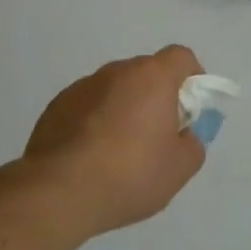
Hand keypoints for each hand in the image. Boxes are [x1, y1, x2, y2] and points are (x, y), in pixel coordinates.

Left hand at [22, 44, 206, 236]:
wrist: (58, 192)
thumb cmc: (129, 174)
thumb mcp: (179, 169)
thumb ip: (193, 144)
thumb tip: (184, 134)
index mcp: (152, 77)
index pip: (180, 57)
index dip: (191, 77)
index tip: (190, 107)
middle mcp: (118, 71)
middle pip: (147, 73)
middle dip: (156, 96)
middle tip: (156, 135)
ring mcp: (84, 86)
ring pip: (115, 89)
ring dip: (123, 109)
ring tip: (118, 152)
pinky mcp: (57, 105)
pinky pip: (87, 105)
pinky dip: (95, 121)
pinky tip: (90, 156)